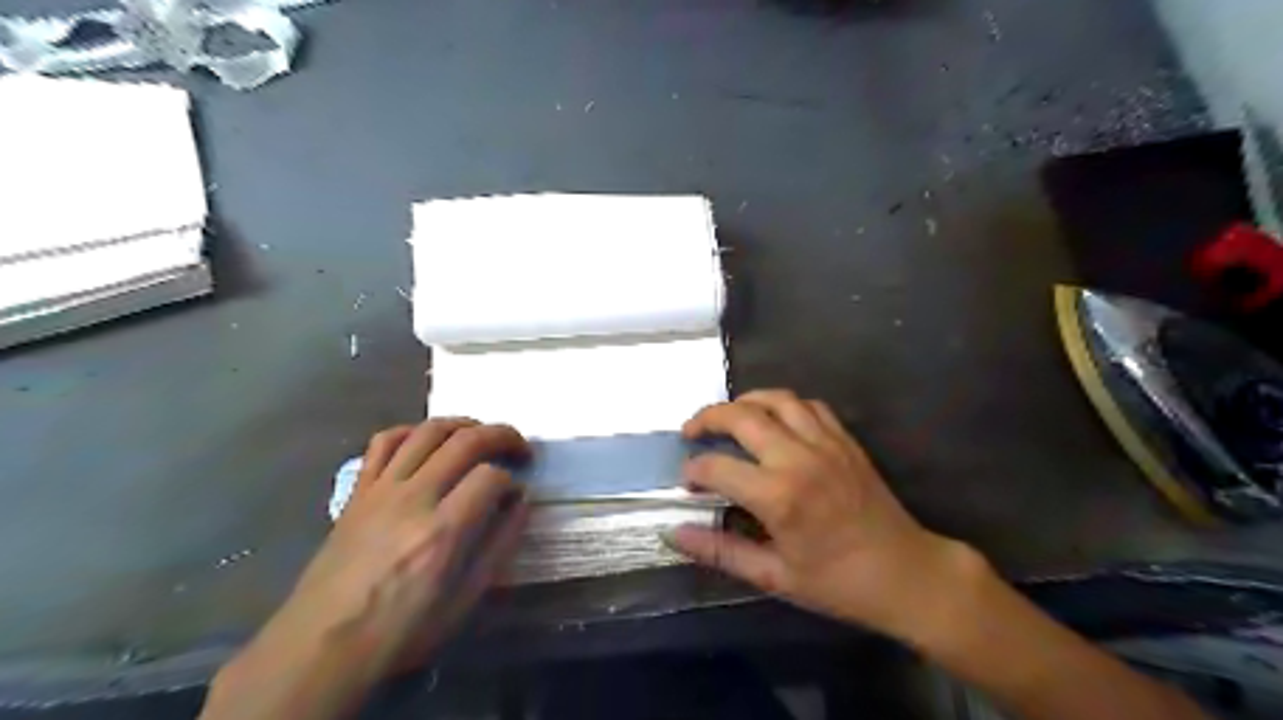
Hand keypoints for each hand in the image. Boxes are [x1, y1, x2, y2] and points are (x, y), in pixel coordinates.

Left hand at [208, 420, 527, 715]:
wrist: (320, 647)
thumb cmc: (400, 631)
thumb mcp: (464, 601)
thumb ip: (499, 546)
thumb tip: (520, 503)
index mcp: (443, 532)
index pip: (491, 477)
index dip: (513, 479)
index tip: (516, 494)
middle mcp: (413, 498)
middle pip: (466, 441)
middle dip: (502, 436)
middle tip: (519, 448)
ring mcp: (381, 489)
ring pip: (428, 431)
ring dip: (463, 425)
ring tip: (481, 435)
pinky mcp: (358, 491)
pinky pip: (384, 441)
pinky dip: (412, 431)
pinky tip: (427, 442)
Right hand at [667, 391, 978, 636]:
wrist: (905, 573)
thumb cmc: (837, 583)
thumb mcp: (774, 576)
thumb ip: (721, 551)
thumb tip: (675, 534)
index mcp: (778, 496)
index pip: (717, 467)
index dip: (693, 471)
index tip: (687, 482)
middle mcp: (798, 458)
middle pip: (741, 416)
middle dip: (707, 418)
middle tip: (691, 431)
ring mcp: (825, 443)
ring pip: (775, 399)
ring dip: (744, 401)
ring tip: (728, 416)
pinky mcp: (845, 440)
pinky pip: (809, 405)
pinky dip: (783, 404)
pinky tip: (774, 420)